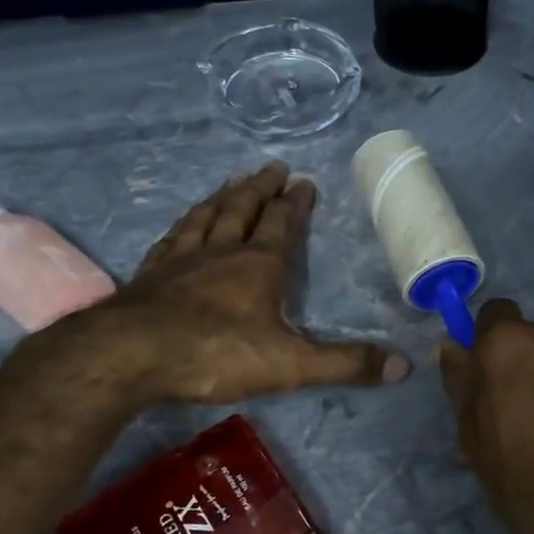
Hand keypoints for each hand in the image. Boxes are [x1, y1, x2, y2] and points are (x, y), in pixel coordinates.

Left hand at [49, 163, 408, 405]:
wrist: (128, 356)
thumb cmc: (215, 354)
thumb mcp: (291, 364)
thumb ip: (346, 364)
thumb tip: (405, 366)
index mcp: (259, 264)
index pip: (282, 223)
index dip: (295, 202)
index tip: (304, 181)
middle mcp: (221, 251)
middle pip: (243, 208)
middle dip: (261, 188)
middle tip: (272, 167)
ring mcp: (181, 259)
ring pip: (206, 216)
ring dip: (223, 196)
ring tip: (232, 180)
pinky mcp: (150, 274)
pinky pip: (172, 237)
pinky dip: (184, 224)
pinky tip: (182, 224)